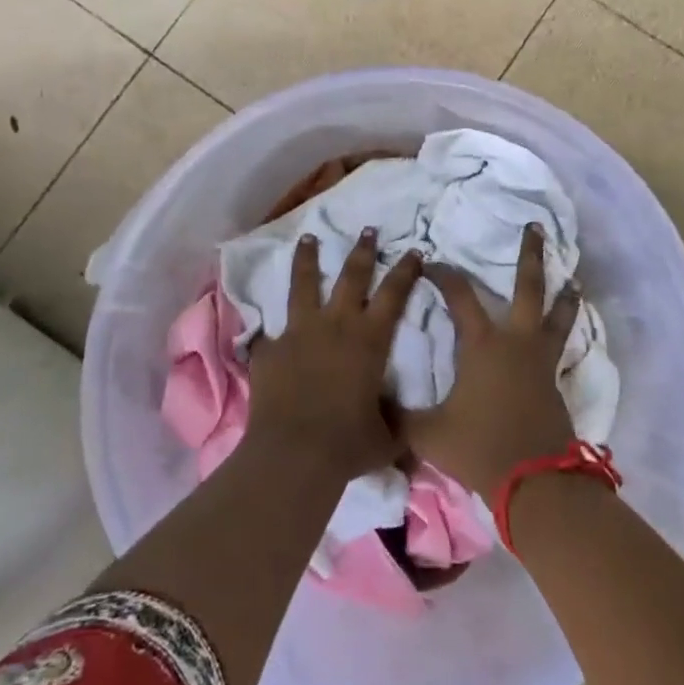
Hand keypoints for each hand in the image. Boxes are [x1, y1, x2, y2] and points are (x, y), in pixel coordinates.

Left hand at [246, 229, 422, 483]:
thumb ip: (393, 422)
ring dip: (308, 259)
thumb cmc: (348, 444)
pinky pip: (272, 332)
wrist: (294, 454)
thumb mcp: (385, 437)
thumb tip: (401, 428)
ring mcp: (298, 332)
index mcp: (369, 341)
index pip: (394, 294)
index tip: (413, 250)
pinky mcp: (270, 349)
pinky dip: (274, 329)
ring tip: (308, 238)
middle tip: (368, 230)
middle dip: (362, 250)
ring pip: (304, 284)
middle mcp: (335, 326)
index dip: (405, 270)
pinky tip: (270, 330)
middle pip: (351, 276)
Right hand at [406, 223, 581, 494]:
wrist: (534, 481)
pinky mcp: (554, 382)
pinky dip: (564, 331)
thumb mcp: (428, 433)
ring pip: (557, 315)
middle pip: (528, 288)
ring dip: (563, 294)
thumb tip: (368, 406)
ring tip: (572, 280)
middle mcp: (515, 342)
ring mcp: (540, 361)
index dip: (444, 274)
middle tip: (536, 227)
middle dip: (530, 256)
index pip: (460, 295)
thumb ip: (397, 416)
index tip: (431, 262)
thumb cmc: (479, 447)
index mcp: (482, 344)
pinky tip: (562, 334)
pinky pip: (561, 346)